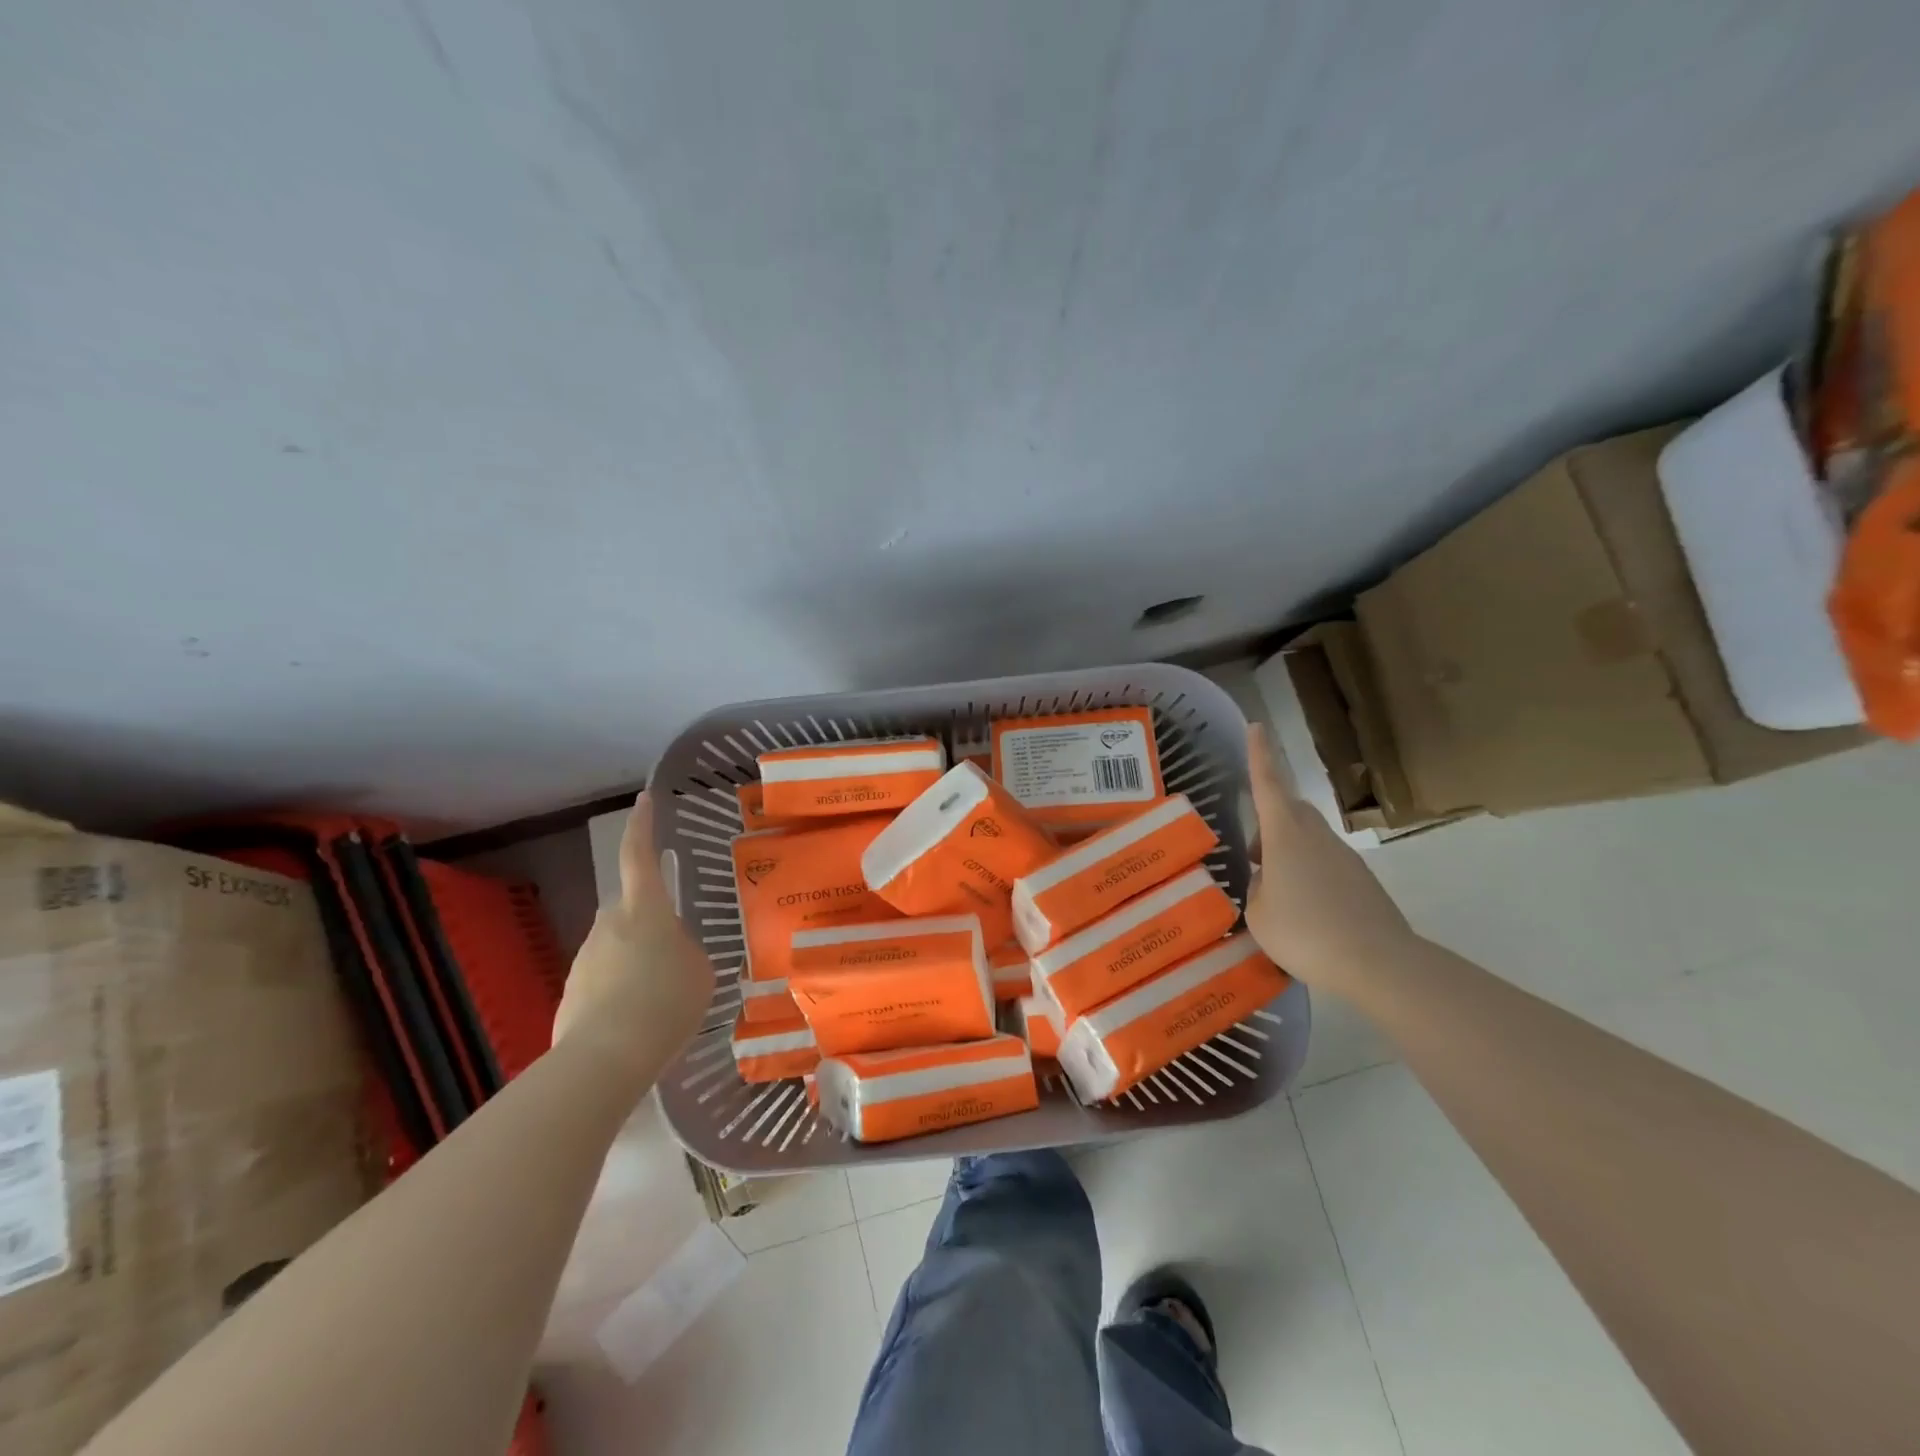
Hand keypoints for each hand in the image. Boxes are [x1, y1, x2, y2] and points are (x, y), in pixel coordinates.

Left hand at [554, 793, 714, 1077]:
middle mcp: (608, 924)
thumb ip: (685, 952)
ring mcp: (585, 958)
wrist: (606, 1058)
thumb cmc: (665, 1003)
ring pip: (618, 950)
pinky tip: (639, 1025)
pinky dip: (621, 996)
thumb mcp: (699, 971)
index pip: (639, 854)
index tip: (643, 799)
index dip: (642, 824)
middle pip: (631, 911)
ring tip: (662, 1004)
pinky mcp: (571, 993)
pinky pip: (605, 983)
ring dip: (637, 966)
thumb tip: (670, 955)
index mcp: (644, 909)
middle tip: (675, 957)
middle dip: (650, 927)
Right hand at [1244, 724, 1416, 991]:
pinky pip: (1325, 864)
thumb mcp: (1259, 914)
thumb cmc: (1305, 932)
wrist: (1379, 964)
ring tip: (1273, 890)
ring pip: (1308, 839)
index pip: (1267, 784)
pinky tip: (1302, 911)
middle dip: (1269, 819)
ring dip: (1288, 852)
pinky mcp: (1362, 882)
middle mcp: (1316, 836)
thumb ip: (1258, 890)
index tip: (1256, 726)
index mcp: (1285, 835)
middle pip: (1290, 810)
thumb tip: (1268, 883)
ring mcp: (1344, 858)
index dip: (1259, 755)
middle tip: (1253, 852)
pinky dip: (1308, 875)